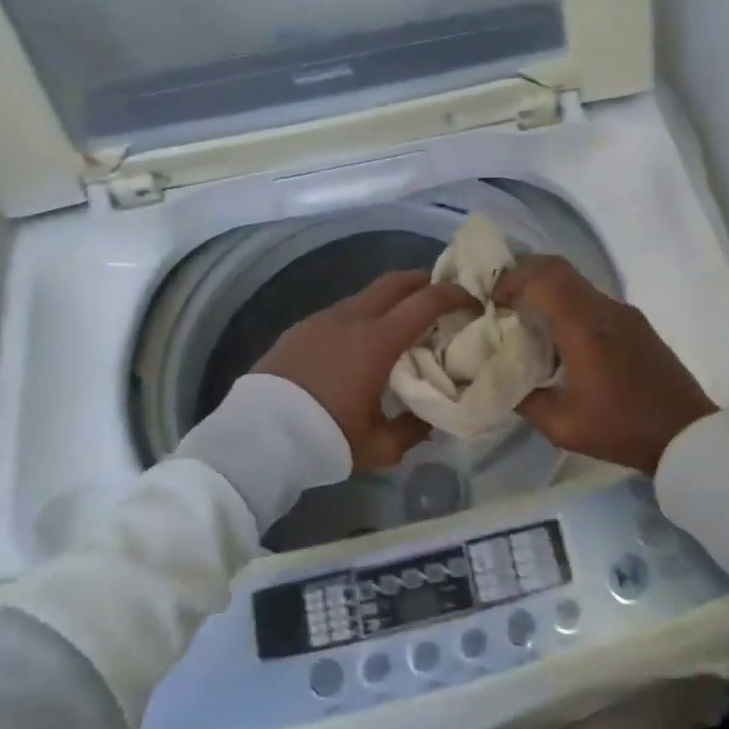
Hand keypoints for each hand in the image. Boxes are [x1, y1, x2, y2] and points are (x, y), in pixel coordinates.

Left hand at [253, 271, 475, 470]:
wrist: (258, 437)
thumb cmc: (325, 438)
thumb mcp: (378, 446)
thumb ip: (411, 431)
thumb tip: (430, 420)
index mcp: (378, 341)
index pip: (426, 301)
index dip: (453, 294)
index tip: (471, 299)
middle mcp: (352, 319)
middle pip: (396, 281)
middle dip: (423, 281)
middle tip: (441, 295)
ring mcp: (323, 319)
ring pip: (366, 295)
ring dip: (390, 300)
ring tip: (401, 322)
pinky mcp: (301, 329)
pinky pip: (342, 312)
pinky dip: (362, 316)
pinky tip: (359, 342)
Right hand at [494, 256, 716, 474]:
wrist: (687, 435)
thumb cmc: (623, 430)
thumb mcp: (562, 426)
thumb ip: (525, 400)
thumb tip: (501, 380)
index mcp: (585, 327)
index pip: (544, 276)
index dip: (511, 279)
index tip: (492, 302)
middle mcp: (606, 309)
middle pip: (558, 268)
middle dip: (523, 275)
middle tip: (501, 301)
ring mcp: (624, 313)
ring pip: (576, 282)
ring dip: (546, 290)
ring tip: (524, 320)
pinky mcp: (635, 323)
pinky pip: (592, 300)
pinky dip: (566, 305)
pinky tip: (558, 338)